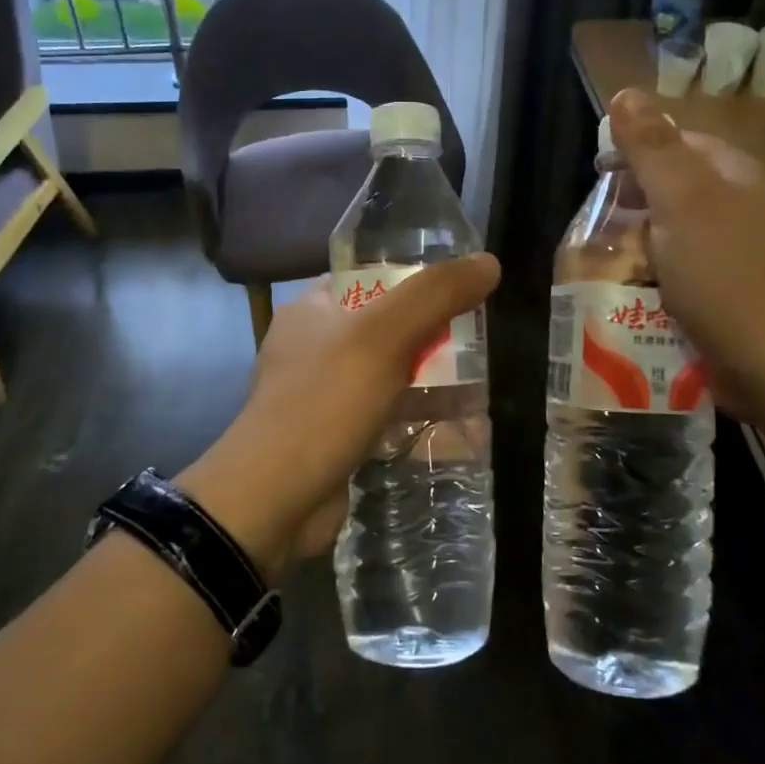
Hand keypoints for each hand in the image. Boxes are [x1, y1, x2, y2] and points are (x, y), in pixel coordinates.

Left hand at [178, 255, 499, 578]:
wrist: (275, 501)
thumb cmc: (324, 402)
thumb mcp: (382, 336)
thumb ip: (435, 295)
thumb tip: (489, 262)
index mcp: (311, 309)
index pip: (370, 276)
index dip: (415, 278)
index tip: (463, 289)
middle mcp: (312, 346)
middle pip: (384, 325)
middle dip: (431, 332)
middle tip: (480, 336)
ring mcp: (322, 394)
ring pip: (388, 372)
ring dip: (429, 376)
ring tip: (482, 377)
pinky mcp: (336, 435)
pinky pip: (385, 413)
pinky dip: (416, 414)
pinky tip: (459, 423)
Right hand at [606, 88, 764, 416]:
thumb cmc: (726, 274)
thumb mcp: (682, 201)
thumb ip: (652, 147)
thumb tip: (625, 92)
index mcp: (733, 175)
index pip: (676, 142)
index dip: (633, 152)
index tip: (595, 176)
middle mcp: (739, 208)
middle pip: (671, 192)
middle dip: (629, 206)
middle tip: (591, 230)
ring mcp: (736, 256)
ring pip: (671, 237)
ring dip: (635, 248)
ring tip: (602, 268)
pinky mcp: (728, 297)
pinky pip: (679, 277)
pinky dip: (652, 282)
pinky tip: (631, 298)